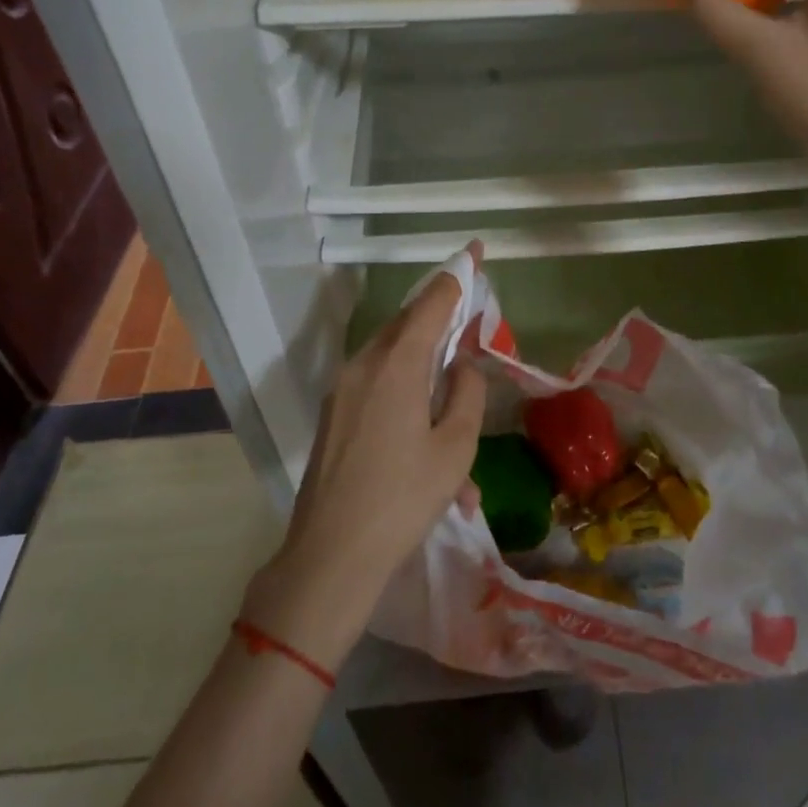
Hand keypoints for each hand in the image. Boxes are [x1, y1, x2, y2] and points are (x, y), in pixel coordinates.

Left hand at [245, 251, 486, 667]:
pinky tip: (424, 433)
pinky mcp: (334, 412)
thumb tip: (462, 365)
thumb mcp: (455, 446)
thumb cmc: (403, 498)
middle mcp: (364, 363)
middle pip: (408, 322)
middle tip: (470, 320)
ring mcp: (343, 387)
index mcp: (397, 363)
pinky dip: (405, 389)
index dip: (458, 274)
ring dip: (424, 362)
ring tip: (451, 395)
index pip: (432, 301)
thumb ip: (466, 392)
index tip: (476, 250)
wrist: (331, 556)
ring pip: (392, 354)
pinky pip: (377, 383)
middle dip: (441, 315)